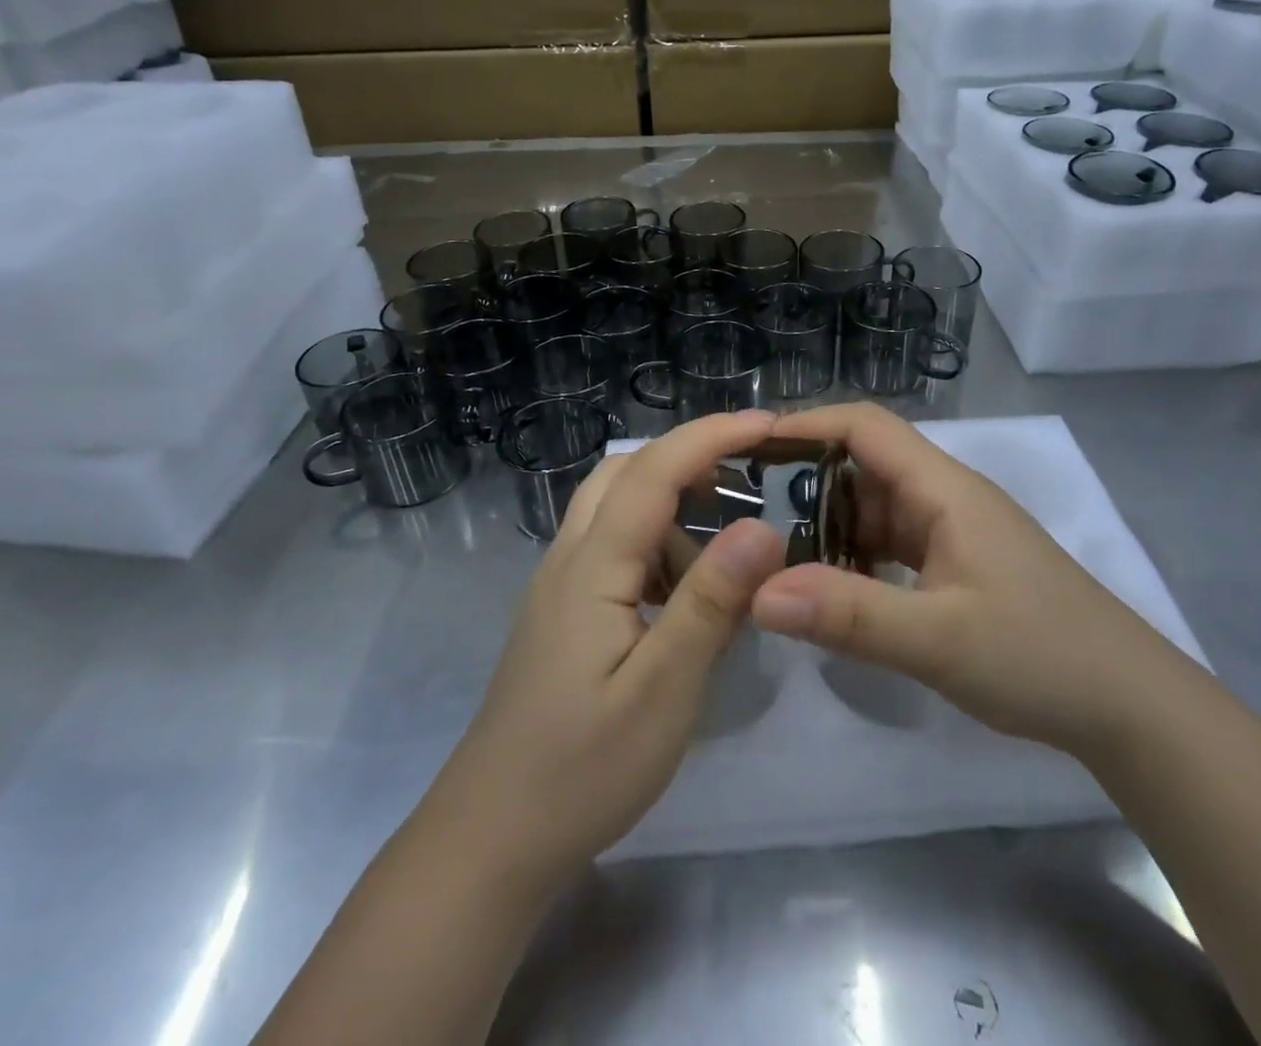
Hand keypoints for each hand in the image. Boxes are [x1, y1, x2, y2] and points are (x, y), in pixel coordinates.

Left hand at [428, 410, 788, 888]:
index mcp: (591, 566)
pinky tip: (686, 595)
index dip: (711, 436)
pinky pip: (612, 549)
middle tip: (750, 475)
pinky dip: (655, 546)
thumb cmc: (582, 769)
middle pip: (624, 472)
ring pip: (615, 508)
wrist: (491, 837)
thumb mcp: (663, 690)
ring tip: (728, 551)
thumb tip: (763, 526)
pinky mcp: (562, 612)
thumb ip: (711, 602)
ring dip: (672, 506)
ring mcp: (560, 585)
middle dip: (688, 456)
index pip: (653, 471)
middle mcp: (569, 558)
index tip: (768, 423)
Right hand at [749, 404, 1191, 755]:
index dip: (806, 424)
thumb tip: (758, 592)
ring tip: (775, 554)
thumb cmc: (1040, 656)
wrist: (1131, 708)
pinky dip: (855, 556)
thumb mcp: (937, 639)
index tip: (750, 446)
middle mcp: (945, 497)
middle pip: (864, 464)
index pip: (865, 426)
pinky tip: (832, 589)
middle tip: (747, 510)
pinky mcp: (957, 564)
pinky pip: (891, 543)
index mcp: (943, 489)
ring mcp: (953, 532)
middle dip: (805, 480)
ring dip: (829, 525)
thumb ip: (847, 614)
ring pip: (874, 507)